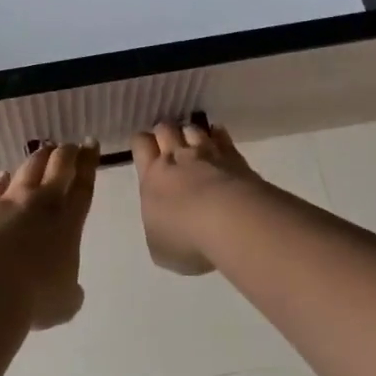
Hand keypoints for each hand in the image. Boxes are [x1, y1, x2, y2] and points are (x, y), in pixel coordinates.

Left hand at [0, 141, 98, 328]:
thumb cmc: (36, 296)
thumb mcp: (65, 302)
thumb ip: (71, 291)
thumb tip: (71, 290)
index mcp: (69, 223)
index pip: (83, 186)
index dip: (89, 164)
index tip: (91, 145)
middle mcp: (42, 203)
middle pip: (58, 166)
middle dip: (68, 153)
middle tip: (72, 145)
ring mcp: (11, 201)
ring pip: (28, 168)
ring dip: (39, 157)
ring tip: (44, 150)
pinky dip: (3, 178)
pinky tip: (4, 174)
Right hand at [130, 120, 255, 275]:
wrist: (231, 223)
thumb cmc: (186, 239)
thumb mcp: (159, 247)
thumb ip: (158, 227)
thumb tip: (163, 223)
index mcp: (152, 177)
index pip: (140, 144)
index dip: (143, 144)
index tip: (146, 151)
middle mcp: (176, 158)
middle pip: (165, 128)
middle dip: (166, 133)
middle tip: (170, 146)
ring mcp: (207, 153)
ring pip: (193, 129)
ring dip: (191, 134)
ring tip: (194, 144)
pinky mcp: (234, 157)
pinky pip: (222, 136)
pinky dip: (218, 136)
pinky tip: (219, 140)